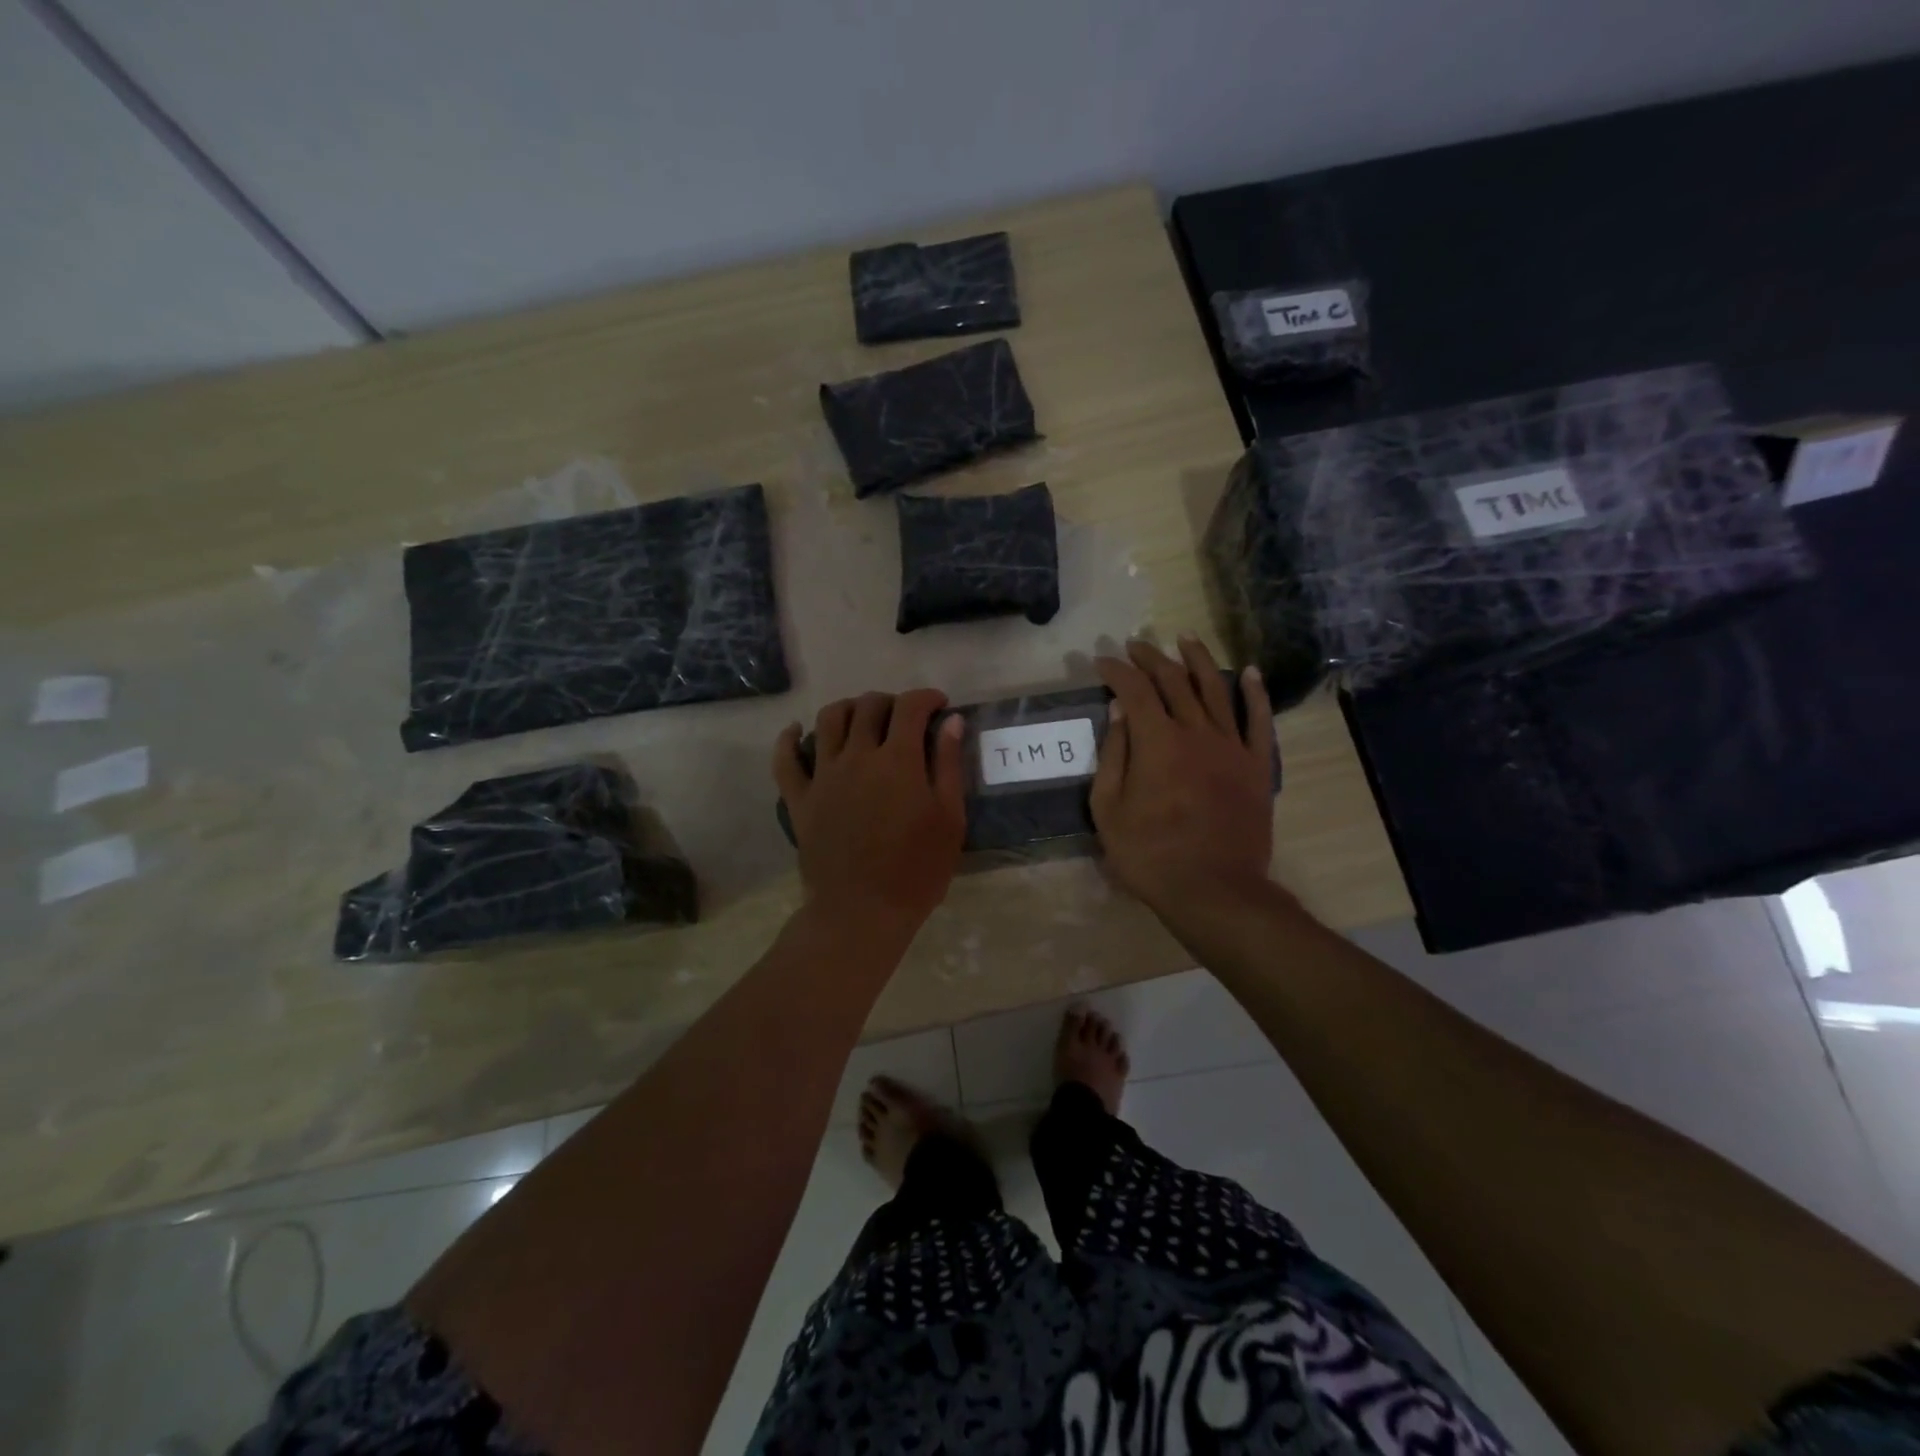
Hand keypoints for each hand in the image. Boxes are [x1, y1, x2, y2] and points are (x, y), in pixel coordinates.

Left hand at [773, 689, 966, 927]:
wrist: (862, 912)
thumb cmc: (917, 870)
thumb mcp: (949, 818)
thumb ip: (948, 765)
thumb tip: (952, 721)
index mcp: (898, 760)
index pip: (910, 707)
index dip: (927, 698)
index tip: (940, 705)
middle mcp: (857, 756)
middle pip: (869, 707)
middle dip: (891, 701)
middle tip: (905, 717)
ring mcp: (823, 776)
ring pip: (829, 720)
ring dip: (849, 708)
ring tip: (862, 718)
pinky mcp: (799, 799)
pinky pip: (785, 760)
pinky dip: (789, 739)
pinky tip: (797, 730)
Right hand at [1091, 638, 1276, 925]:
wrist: (1214, 889)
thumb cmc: (1150, 854)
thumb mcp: (1109, 810)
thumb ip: (1113, 756)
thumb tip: (1118, 711)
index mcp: (1157, 741)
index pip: (1135, 691)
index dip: (1117, 671)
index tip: (1102, 662)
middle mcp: (1196, 731)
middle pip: (1174, 681)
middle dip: (1151, 659)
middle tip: (1136, 646)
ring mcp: (1231, 746)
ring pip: (1216, 689)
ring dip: (1198, 660)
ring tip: (1186, 638)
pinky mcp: (1255, 765)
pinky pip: (1259, 720)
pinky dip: (1255, 692)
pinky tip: (1250, 671)